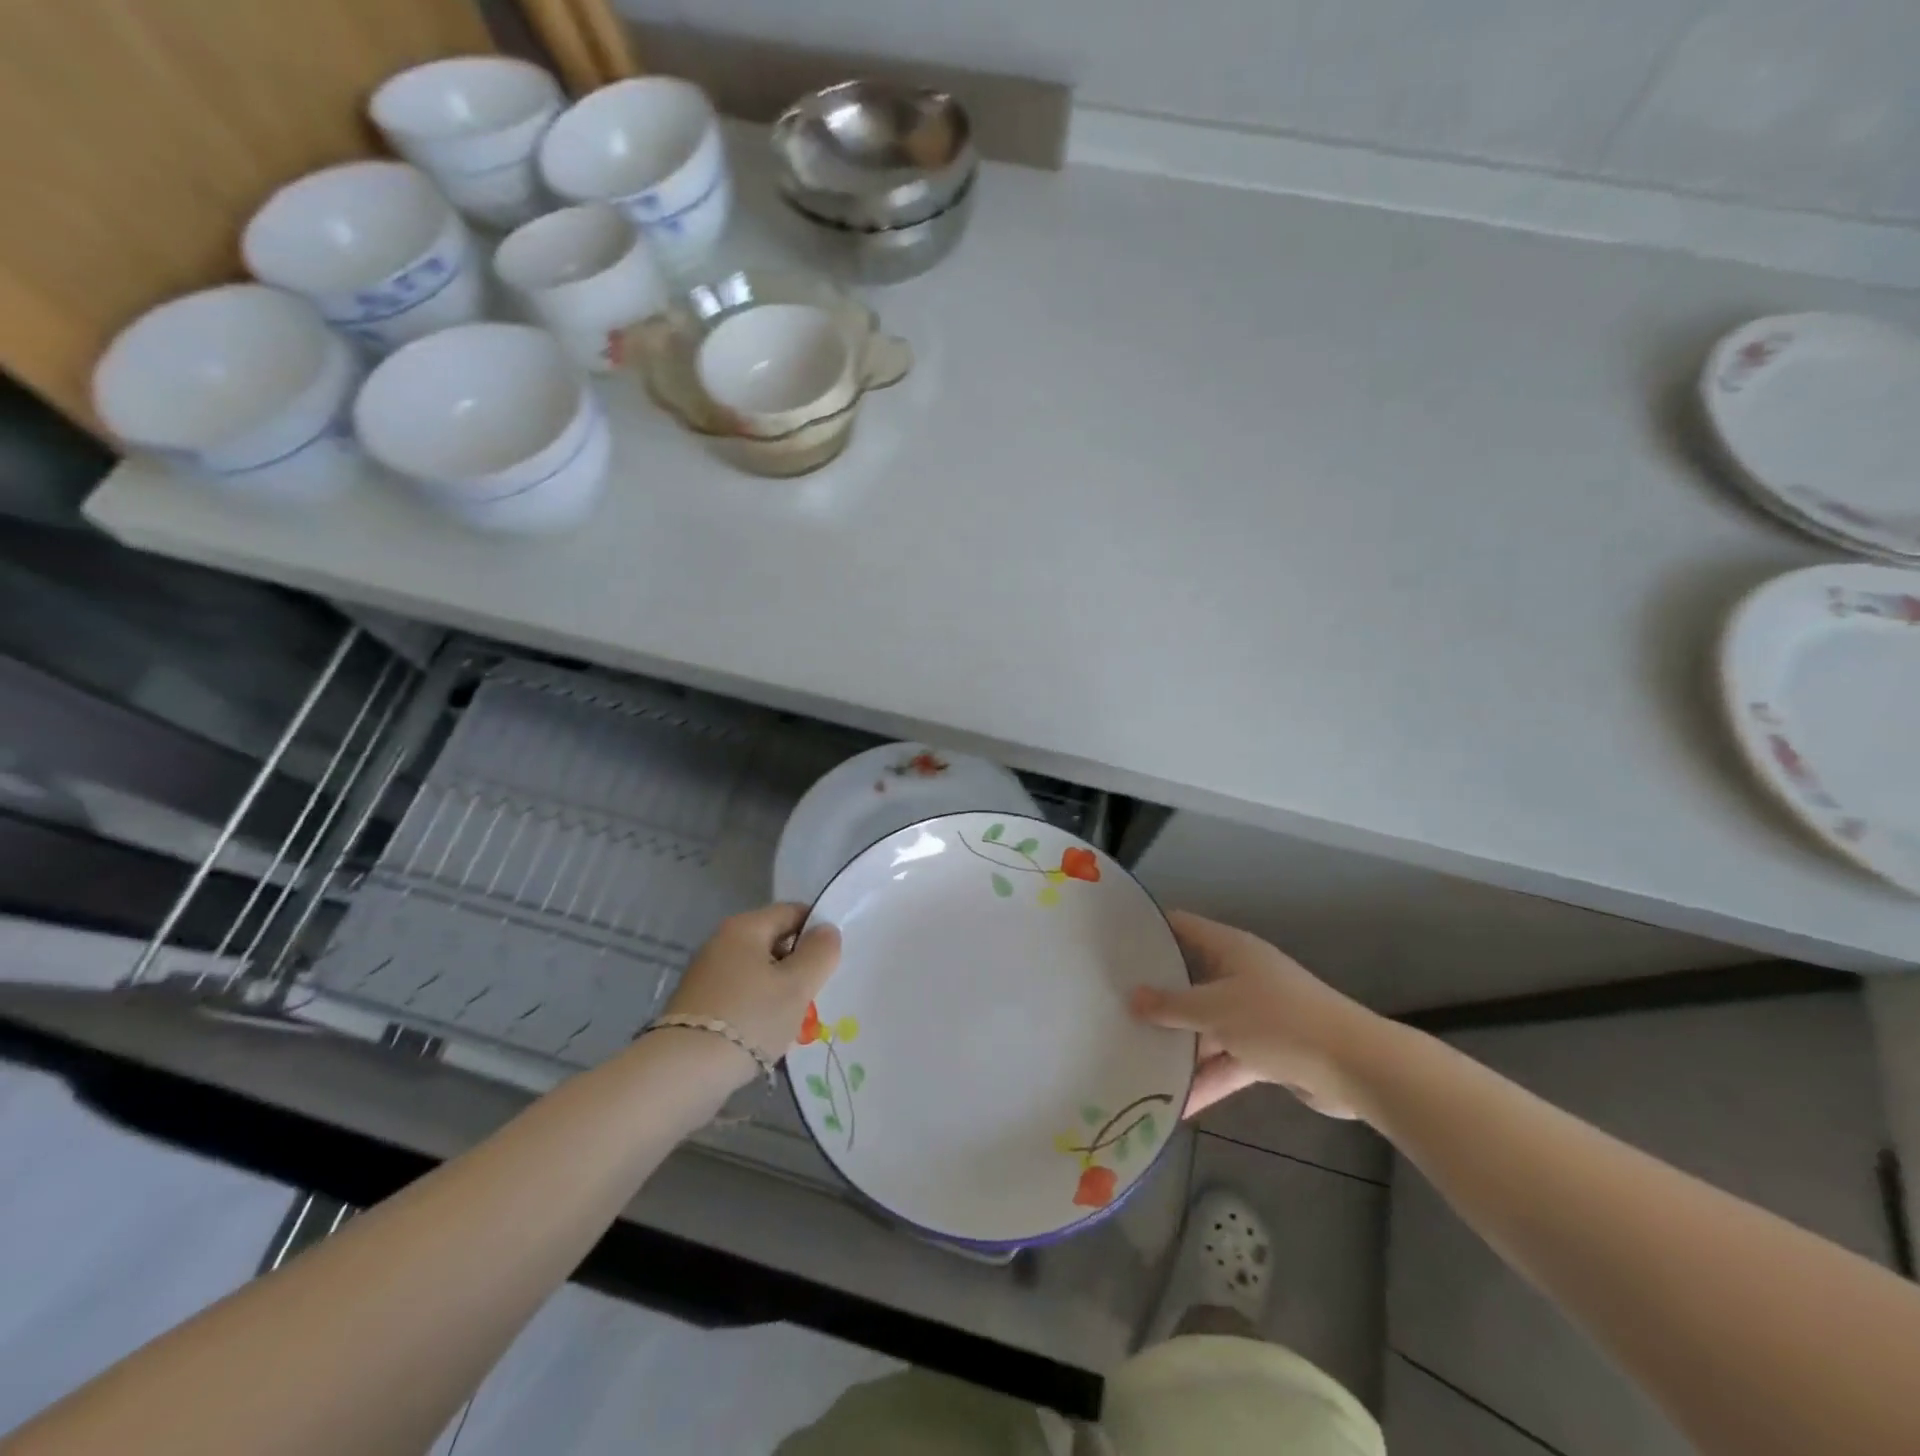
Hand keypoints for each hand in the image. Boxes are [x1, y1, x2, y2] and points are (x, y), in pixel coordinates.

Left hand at [664, 904, 840, 1077]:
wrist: (682, 1073)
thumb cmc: (749, 1018)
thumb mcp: (797, 985)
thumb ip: (820, 953)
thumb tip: (827, 930)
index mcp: (745, 927)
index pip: (792, 911)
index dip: (817, 931)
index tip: (832, 961)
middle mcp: (721, 942)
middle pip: (774, 942)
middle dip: (798, 967)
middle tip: (815, 996)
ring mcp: (705, 974)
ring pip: (757, 973)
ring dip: (779, 992)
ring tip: (794, 1022)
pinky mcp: (697, 1005)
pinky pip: (739, 996)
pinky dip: (756, 1009)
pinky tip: (765, 1036)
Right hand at [1131, 911, 1378, 1119]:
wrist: (1355, 1068)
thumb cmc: (1279, 1021)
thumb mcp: (1217, 1010)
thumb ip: (1172, 1006)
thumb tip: (1132, 998)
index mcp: (1229, 949)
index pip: (1181, 927)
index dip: (1149, 930)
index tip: (1112, 942)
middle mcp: (1239, 975)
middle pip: (1188, 980)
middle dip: (1154, 995)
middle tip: (1110, 1004)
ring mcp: (1252, 1014)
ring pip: (1204, 1026)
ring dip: (1178, 1045)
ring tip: (1133, 1059)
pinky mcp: (1265, 1051)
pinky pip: (1225, 1061)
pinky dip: (1206, 1079)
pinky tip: (1176, 1104)